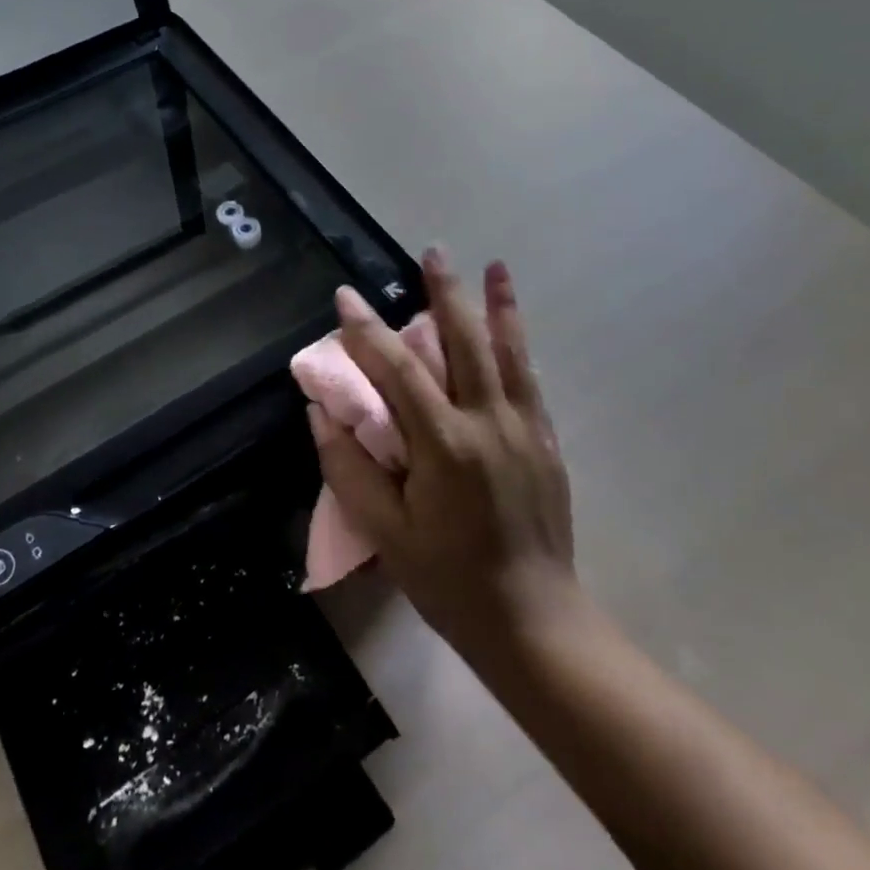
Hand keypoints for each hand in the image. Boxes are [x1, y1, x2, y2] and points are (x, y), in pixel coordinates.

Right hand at [311, 249, 577, 653]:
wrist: (532, 619)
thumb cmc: (448, 580)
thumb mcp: (386, 534)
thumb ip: (350, 470)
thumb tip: (322, 415)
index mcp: (444, 446)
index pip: (398, 371)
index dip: (366, 331)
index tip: (345, 297)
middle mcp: (488, 423)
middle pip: (464, 342)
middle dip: (444, 293)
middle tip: (431, 251)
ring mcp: (524, 429)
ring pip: (508, 352)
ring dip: (498, 305)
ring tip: (493, 265)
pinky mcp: (546, 441)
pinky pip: (530, 379)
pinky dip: (520, 344)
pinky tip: (514, 325)